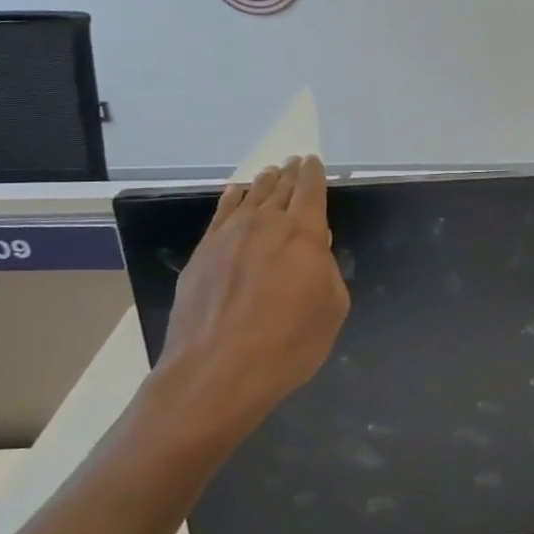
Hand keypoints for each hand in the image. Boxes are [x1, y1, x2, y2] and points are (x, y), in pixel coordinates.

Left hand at [149, 157, 349, 448]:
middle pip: (280, 188)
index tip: (312, 162)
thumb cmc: (288, 343)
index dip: (313, 174)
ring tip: (270, 173)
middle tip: (294, 163)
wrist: (217, 372)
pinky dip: (231, 199)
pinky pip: (220, 215)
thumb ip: (327, 271)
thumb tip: (315, 248)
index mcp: (303, 233)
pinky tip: (235, 194)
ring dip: (263, 183)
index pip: (310, 191)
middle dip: (290, 174)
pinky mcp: (202, 254)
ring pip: (250, 197)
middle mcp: (265, 224)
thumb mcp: (331, 308)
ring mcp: (228, 237)